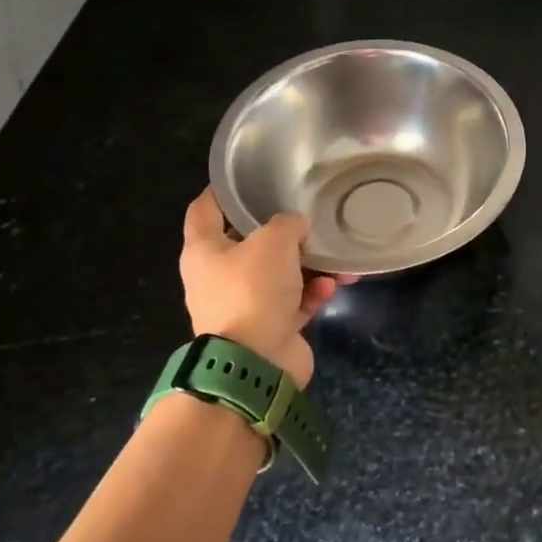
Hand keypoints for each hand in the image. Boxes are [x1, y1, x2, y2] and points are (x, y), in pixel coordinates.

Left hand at [180, 190, 346, 386]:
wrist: (256, 362)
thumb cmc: (253, 290)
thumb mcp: (274, 241)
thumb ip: (288, 224)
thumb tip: (296, 228)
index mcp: (204, 251)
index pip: (204, 210)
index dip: (220, 192)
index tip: (243, 179)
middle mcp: (218, 277)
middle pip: (250, 244)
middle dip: (282, 234)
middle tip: (307, 219)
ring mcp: (243, 305)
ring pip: (278, 275)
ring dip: (309, 266)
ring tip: (337, 261)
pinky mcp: (268, 329)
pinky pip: (293, 302)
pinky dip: (311, 293)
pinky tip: (331, 287)